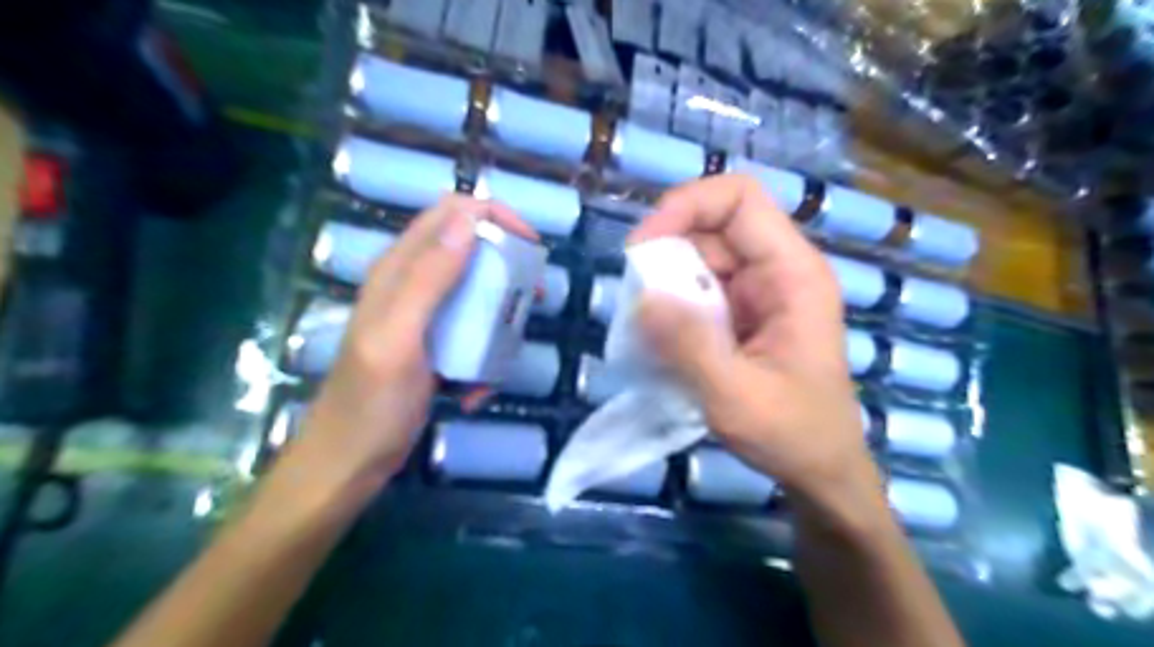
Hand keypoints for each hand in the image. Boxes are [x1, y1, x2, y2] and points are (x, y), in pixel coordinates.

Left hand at [299, 195, 538, 482]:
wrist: (349, 464)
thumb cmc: (371, 404)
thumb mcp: (400, 337)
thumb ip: (429, 277)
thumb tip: (469, 220)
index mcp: (398, 270)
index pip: (451, 214)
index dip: (494, 217)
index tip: (530, 246)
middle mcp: (411, 284)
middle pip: (470, 250)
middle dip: (507, 269)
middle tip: (533, 296)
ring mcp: (424, 318)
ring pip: (478, 294)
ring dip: (500, 320)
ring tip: (507, 351)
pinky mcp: (435, 347)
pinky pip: (473, 336)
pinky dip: (484, 358)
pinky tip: (476, 391)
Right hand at [629, 174, 886, 518]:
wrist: (820, 471)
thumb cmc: (793, 435)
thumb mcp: (736, 397)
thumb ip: (689, 346)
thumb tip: (640, 298)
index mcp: (792, 274)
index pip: (739, 199)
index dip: (686, 205)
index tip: (642, 248)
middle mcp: (777, 271)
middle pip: (712, 226)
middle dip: (665, 251)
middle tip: (634, 296)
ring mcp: (758, 292)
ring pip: (699, 258)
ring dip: (664, 282)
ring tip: (643, 322)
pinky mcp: (742, 314)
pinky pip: (698, 289)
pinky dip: (671, 304)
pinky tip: (658, 336)